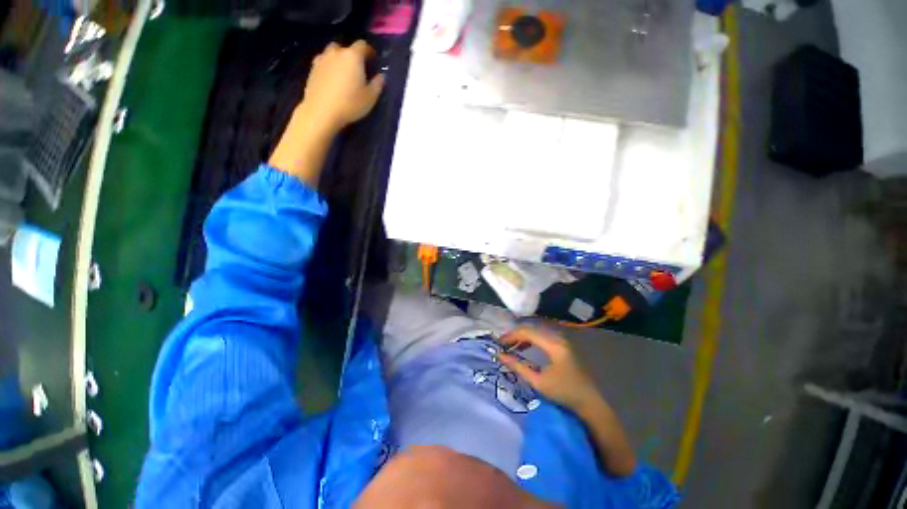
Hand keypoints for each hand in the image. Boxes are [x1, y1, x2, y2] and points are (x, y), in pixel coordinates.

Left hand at [299, 40, 384, 132]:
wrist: (322, 111)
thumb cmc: (350, 104)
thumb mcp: (370, 98)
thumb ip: (377, 84)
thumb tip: (381, 76)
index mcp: (353, 56)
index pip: (363, 45)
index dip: (369, 51)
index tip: (373, 60)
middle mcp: (337, 53)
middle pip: (346, 48)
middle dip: (353, 56)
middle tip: (358, 69)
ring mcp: (322, 59)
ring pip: (333, 54)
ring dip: (339, 60)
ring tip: (343, 73)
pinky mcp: (313, 69)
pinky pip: (323, 63)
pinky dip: (329, 67)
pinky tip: (332, 79)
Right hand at [498, 327, 600, 411]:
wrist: (589, 402)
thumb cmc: (563, 393)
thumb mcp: (538, 381)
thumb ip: (518, 366)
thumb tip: (500, 356)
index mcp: (553, 345)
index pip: (527, 332)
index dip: (511, 336)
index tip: (499, 343)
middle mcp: (557, 338)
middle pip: (531, 329)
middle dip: (515, 335)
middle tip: (502, 344)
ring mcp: (561, 341)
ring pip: (536, 332)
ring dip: (522, 337)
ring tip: (511, 347)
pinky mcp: (562, 346)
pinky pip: (542, 337)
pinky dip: (530, 340)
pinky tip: (524, 348)